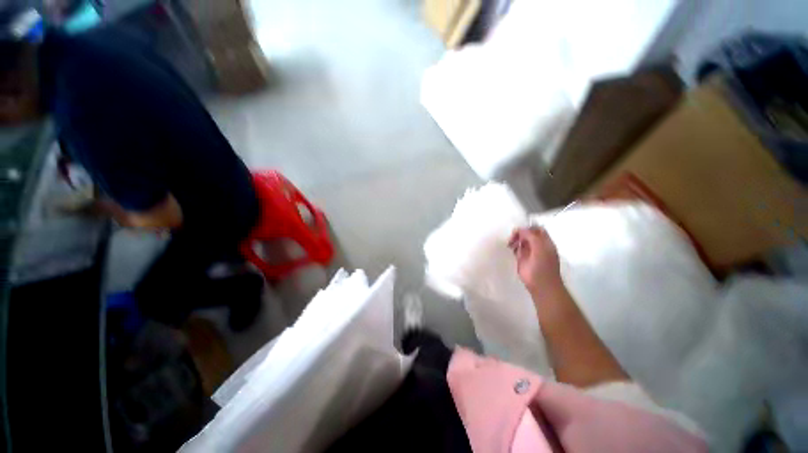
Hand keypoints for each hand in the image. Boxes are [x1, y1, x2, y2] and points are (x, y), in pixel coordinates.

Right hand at [509, 227, 562, 295]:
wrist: (541, 285)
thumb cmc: (542, 266)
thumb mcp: (539, 247)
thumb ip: (531, 236)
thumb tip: (520, 229)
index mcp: (545, 242)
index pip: (537, 229)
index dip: (528, 227)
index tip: (519, 230)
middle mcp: (537, 245)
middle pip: (528, 234)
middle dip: (520, 233)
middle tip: (513, 237)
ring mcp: (529, 252)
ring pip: (521, 241)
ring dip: (515, 239)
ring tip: (510, 243)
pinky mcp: (522, 259)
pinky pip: (517, 248)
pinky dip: (513, 246)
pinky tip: (511, 248)